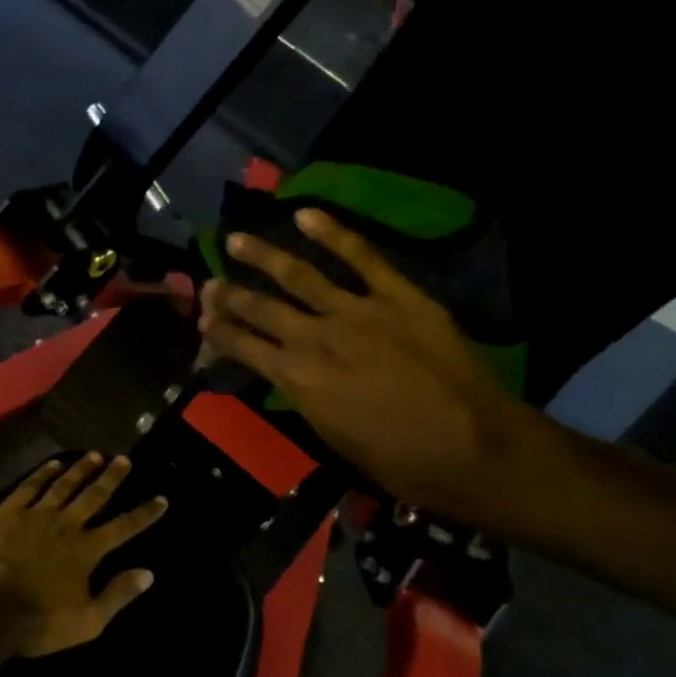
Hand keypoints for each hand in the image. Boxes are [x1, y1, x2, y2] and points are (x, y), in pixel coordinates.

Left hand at [0, 454, 168, 657]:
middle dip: (112, 477)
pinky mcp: (6, 513)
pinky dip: (43, 473)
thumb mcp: (86, 622)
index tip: (162, 498)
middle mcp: (66, 525)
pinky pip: (29, 486)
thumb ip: (118, 595)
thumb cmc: (36, 624)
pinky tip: (53, 464)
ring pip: (64, 485)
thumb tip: (149, 573)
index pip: (124, 527)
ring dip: (81, 469)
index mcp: (87, 550)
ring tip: (95, 455)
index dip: (145, 513)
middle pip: (94, 496)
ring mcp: (35, 515)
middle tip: (124, 459)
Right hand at [199, 207, 549, 529]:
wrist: (473, 449)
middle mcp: (315, 339)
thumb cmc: (401, 462)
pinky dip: (332, 233)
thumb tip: (294, 378)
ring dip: (263, 256)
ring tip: (237, 240)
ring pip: (298, 275)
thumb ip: (309, 400)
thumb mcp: (336, 439)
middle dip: (229, 295)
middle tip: (209, 282)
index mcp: (298, 381)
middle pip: (261, 308)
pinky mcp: (397, 296)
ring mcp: (356, 311)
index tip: (202, 320)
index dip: (220, 332)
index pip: (245, 347)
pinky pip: (361, 256)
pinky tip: (306, 214)